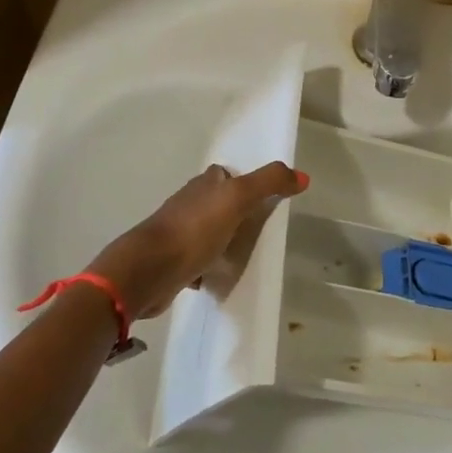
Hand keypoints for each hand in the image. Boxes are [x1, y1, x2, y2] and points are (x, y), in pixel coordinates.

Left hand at [88, 161, 305, 320]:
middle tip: (262, 230)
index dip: (245, 182)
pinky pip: (197, 260)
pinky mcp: (172, 262)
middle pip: (218, 204)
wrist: (148, 271)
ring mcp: (178, 233)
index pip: (227, 175)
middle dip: (237, 214)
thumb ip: (269, 182)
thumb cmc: (195, 229)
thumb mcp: (238, 198)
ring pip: (208, 232)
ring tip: (246, 255)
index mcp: (204, 184)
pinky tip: (219, 277)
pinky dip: (208, 267)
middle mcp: (189, 203)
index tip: (266, 198)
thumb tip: (303, 176)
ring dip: (223, 241)